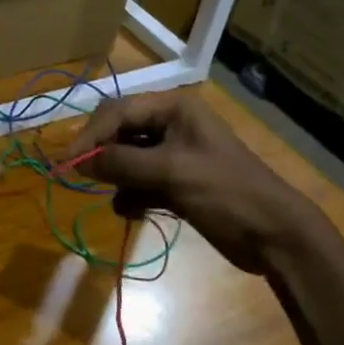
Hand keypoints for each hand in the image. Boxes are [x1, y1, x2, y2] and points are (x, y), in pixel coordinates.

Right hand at [70, 91, 318, 269]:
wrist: (275, 235)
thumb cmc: (226, 192)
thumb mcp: (170, 172)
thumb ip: (121, 163)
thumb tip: (79, 162)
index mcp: (174, 109)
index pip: (118, 112)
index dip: (91, 135)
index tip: (68, 162)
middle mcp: (172, 125)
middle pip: (120, 132)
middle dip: (102, 155)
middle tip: (81, 176)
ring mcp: (175, 155)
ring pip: (128, 159)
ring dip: (118, 179)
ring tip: (118, 198)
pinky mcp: (177, 182)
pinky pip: (141, 181)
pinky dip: (133, 195)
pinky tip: (134, 211)